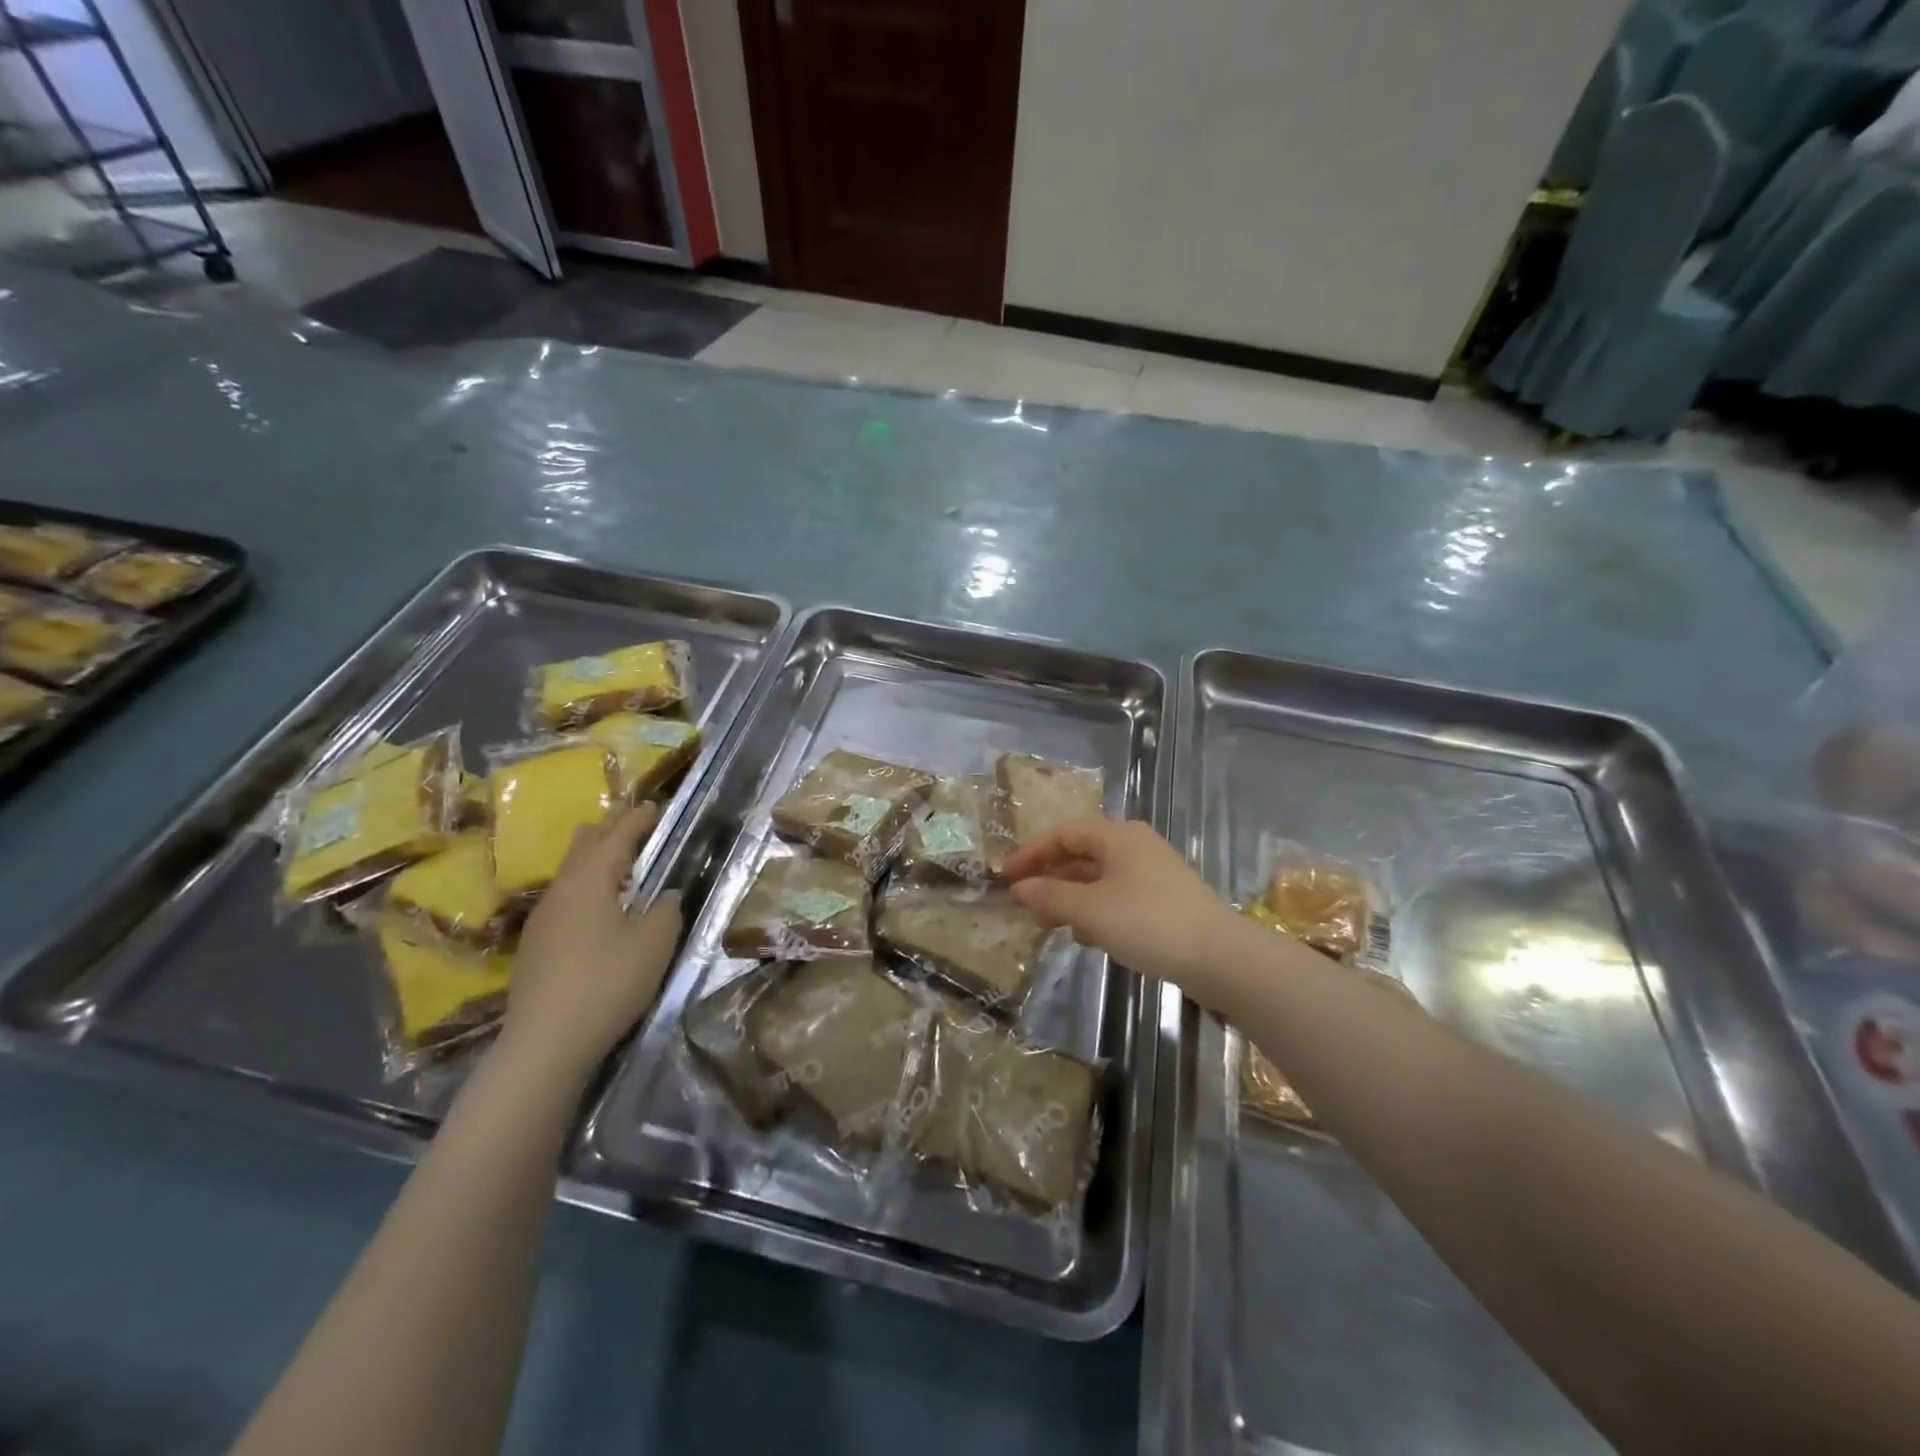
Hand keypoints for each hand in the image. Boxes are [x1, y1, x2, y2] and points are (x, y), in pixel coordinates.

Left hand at [498, 803, 682, 1081]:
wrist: (545, 1043)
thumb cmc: (607, 983)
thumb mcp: (654, 944)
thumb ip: (665, 911)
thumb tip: (664, 896)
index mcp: (590, 881)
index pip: (616, 837)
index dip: (637, 820)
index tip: (653, 806)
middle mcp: (561, 890)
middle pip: (584, 846)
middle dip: (609, 828)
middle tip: (631, 816)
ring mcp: (543, 919)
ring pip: (569, 871)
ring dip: (593, 855)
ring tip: (613, 853)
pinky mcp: (535, 945)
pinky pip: (563, 895)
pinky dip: (584, 882)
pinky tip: (594, 902)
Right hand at [1003, 817, 1245, 998]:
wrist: (1219, 956)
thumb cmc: (1148, 922)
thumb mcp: (1091, 910)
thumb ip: (1050, 896)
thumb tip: (1019, 888)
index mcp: (1117, 836)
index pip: (1064, 833)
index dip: (1032, 853)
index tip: (1006, 877)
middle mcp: (1134, 846)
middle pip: (1081, 855)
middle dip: (1051, 879)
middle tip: (1028, 907)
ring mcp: (1152, 873)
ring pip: (1099, 879)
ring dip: (1071, 899)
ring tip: (1051, 926)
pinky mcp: (1163, 900)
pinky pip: (1117, 897)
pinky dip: (1096, 911)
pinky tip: (1088, 938)